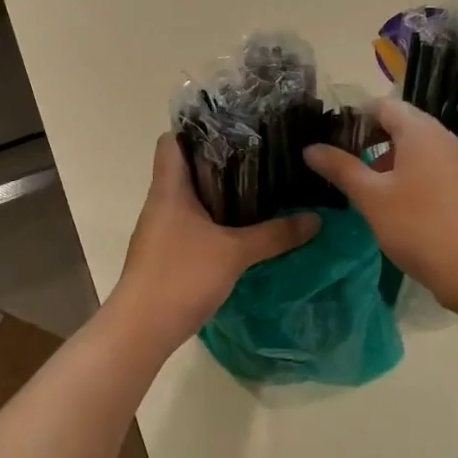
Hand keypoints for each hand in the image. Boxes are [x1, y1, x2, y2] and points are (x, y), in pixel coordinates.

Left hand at [109, 134, 319, 355]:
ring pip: (189, 198)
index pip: (171, 141)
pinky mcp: (165, 254)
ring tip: (258, 187)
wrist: (141, 330)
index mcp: (169, 189)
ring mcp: (160, 230)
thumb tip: (316, 218)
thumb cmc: (181, 276)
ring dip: (217, 192)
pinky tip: (241, 228)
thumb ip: (275, 234)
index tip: (233, 127)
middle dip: (219, 160)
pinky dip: (213, 219)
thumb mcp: (235, 252)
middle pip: (185, 168)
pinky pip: (190, 223)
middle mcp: (161, 203)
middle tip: (259, 155)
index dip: (196, 129)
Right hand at [304, 100, 457, 309]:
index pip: (381, 105)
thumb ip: (341, 168)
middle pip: (400, 122)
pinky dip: (407, 171)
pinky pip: (429, 164)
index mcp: (419, 131)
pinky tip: (391, 198)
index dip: (353, 116)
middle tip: (340, 159)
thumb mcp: (371, 197)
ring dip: (386, 156)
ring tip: (361, 181)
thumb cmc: (418, 226)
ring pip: (415, 145)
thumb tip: (310, 148)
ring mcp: (456, 160)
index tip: (329, 136)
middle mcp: (442, 136)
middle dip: (368, 136)